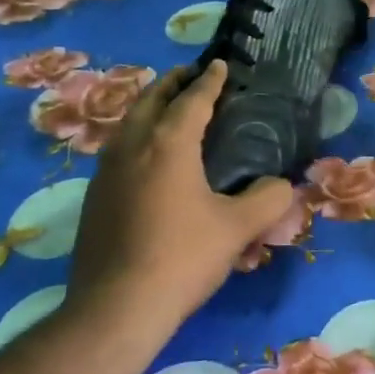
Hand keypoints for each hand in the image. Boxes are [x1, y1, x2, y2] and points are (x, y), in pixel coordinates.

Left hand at [67, 60, 296, 335]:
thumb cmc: (181, 257)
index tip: (220, 64)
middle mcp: (132, 146)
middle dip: (172, 83)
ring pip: (128, 123)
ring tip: (168, 109)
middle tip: (191, 76)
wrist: (115, 309)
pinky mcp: (93, 198)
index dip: (209, 80)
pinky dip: (136, 136)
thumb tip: (281, 185)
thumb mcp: (238, 228)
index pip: (192, 99)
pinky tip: (147, 158)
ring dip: (149, 108)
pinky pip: (118, 150)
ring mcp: (106, 172)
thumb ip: (267, 199)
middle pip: (150, 100)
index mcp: (168, 143)